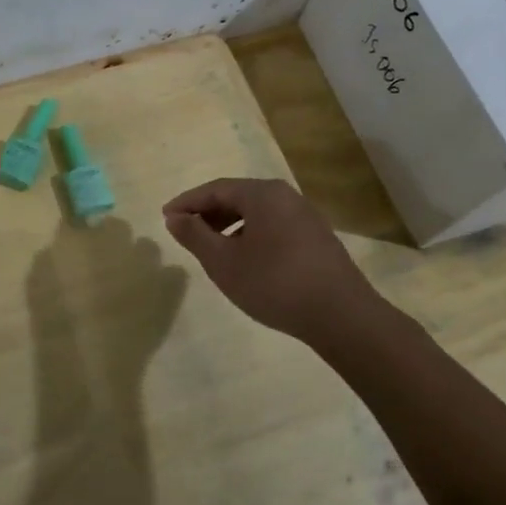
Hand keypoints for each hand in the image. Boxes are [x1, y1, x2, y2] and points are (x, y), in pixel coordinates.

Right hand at [162, 178, 388, 344]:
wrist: (340, 315)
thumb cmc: (273, 283)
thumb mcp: (223, 261)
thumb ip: (194, 235)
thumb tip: (174, 217)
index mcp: (262, 194)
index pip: (215, 189)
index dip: (187, 202)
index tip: (165, 217)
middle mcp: (286, 196)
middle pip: (237, 197)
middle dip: (208, 213)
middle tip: (185, 232)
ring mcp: (306, 217)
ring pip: (257, 213)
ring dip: (229, 225)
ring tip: (211, 248)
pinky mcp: (317, 238)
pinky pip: (274, 226)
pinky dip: (251, 235)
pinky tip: (245, 260)